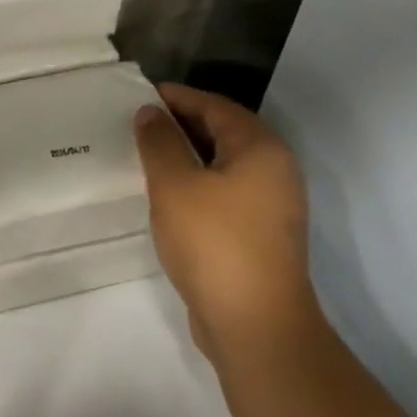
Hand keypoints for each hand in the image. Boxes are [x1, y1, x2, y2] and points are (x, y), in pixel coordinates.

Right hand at [134, 83, 317, 360]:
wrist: (254, 323)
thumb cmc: (214, 242)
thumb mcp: (175, 185)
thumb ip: (160, 143)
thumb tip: (150, 112)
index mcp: (261, 149)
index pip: (217, 106)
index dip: (179, 97)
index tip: (142, 94)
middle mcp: (275, 170)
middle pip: (225, 132)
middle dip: (183, 123)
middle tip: (140, 122)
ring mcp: (272, 205)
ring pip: (225, 164)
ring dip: (189, 155)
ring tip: (148, 154)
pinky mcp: (261, 233)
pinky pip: (226, 191)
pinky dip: (198, 182)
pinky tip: (169, 194)